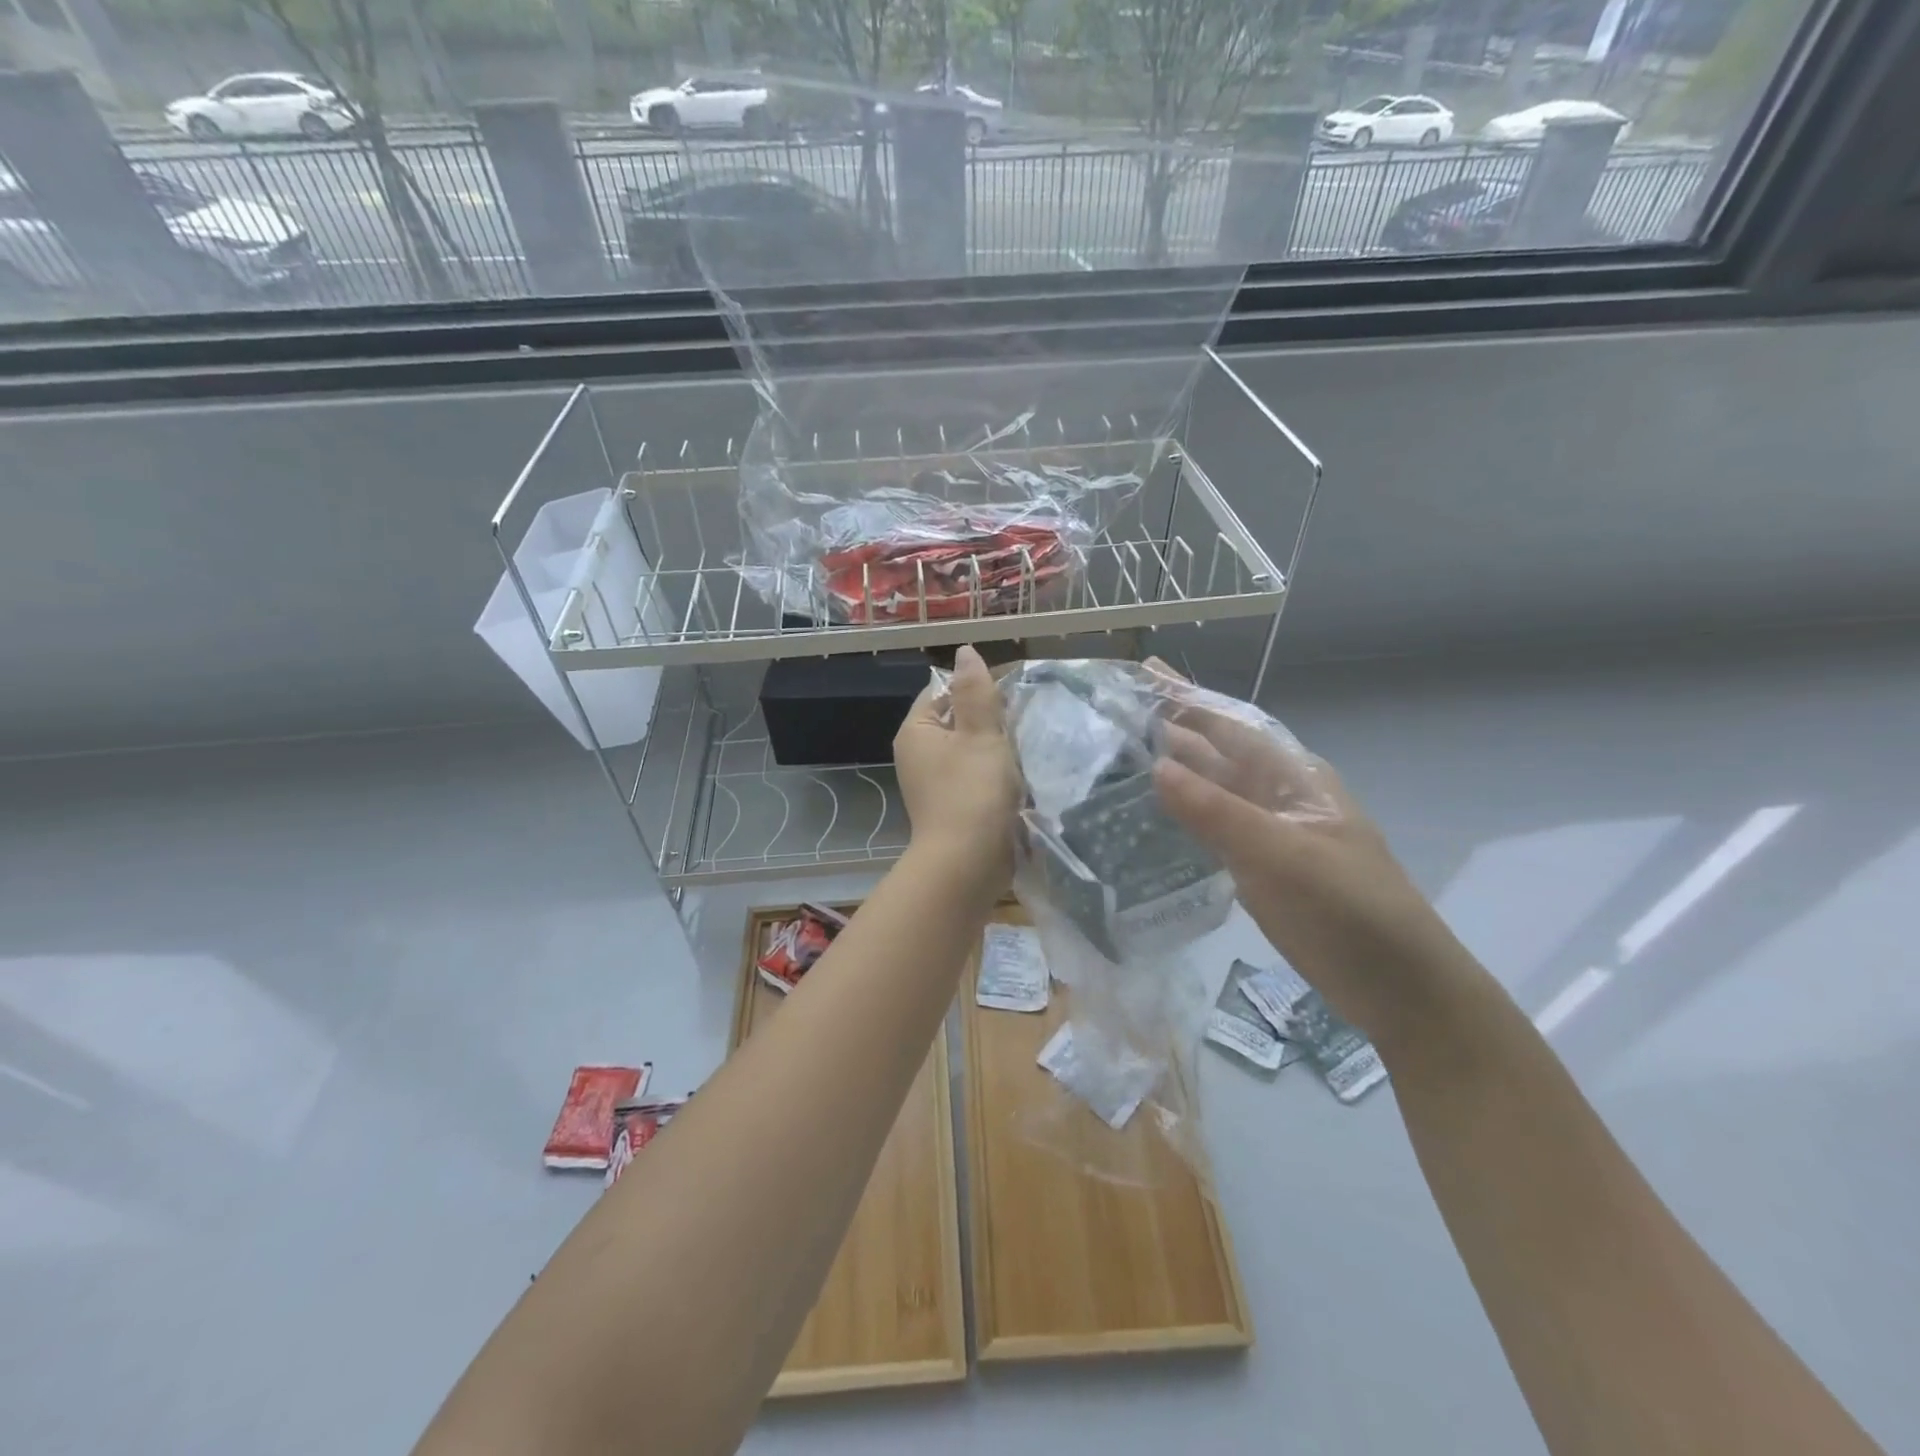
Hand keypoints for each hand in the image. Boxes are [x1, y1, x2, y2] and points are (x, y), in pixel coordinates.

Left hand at [894, 645, 1020, 890]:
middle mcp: (918, 755)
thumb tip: (964, 652)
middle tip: (1021, 722)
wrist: (967, 865)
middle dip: (989, 720)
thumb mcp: (980, 734)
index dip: (974, 688)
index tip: (1008, 697)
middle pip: (957, 720)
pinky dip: (993, 774)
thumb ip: (976, 691)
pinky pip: (974, 777)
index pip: (942, 691)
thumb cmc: (973, 793)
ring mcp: (933, 783)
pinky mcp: (952, 806)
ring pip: (969, 750)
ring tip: (1024, 748)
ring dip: (995, 749)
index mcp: (916, 732)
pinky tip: (1017, 777)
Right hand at [1147, 670, 1481, 1047]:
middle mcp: (1278, 797)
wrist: (1398, 987)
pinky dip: (1179, 816)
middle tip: (1114, 712)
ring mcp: (1268, 834)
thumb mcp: (1281, 855)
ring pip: (1210, 791)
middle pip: (1217, 753)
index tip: (1143, 671)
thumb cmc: (1348, 910)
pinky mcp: (1258, 869)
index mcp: (1293, 778)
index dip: (1187, 698)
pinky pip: (1209, 830)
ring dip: (1170, 772)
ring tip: (1117, 756)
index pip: (1230, 725)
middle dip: (1171, 729)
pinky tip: (1148, 815)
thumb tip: (1156, 766)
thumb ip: (1216, 812)